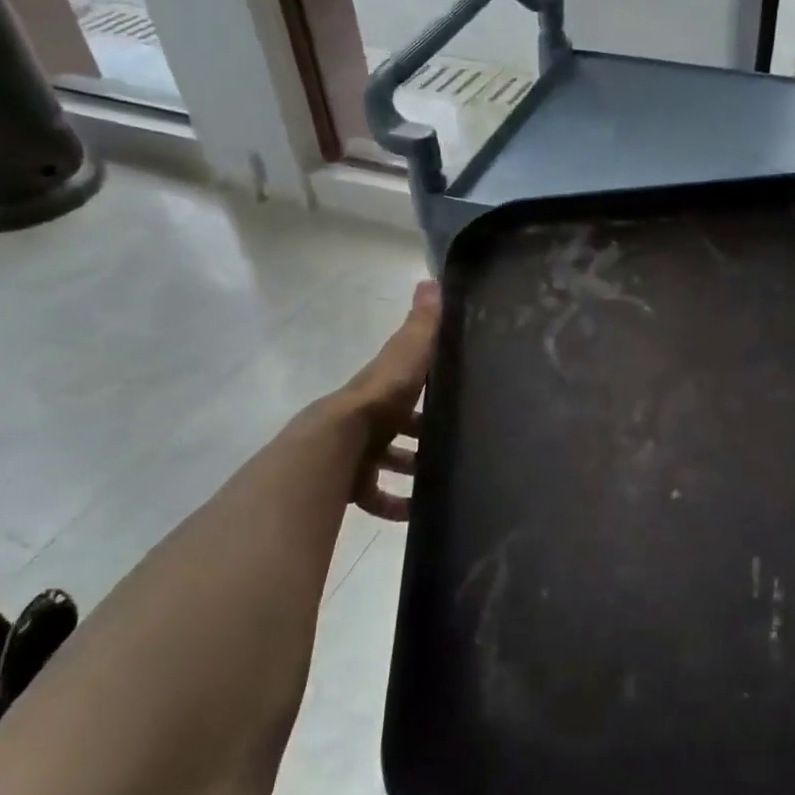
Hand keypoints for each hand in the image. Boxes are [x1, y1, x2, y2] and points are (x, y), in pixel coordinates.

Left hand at [338, 280, 440, 520]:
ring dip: (413, 469)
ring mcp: (360, 452)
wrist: (335, 446)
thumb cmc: (379, 399)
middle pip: (400, 424)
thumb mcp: (407, 355)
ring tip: (445, 479)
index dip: (428, 385)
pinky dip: (397, 505)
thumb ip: (423, 325)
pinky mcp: (354, 484)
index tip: (457, 391)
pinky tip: (418, 514)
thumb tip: (432, 280)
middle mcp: (370, 417)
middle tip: (458, 441)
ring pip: (390, 460)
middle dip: (423, 432)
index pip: (407, 381)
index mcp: (383, 387)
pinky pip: (377, 497)